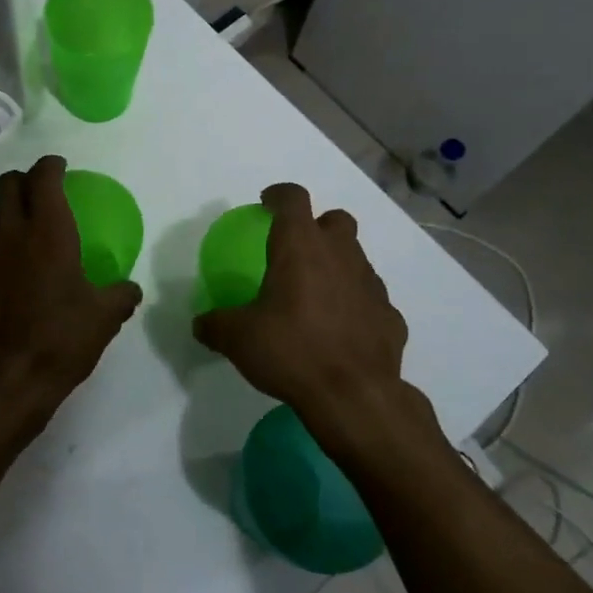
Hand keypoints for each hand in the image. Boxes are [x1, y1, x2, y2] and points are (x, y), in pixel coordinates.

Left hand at [0, 156, 142, 433]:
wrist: (4, 381)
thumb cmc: (60, 340)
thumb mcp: (104, 318)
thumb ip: (120, 295)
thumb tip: (129, 289)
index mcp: (47, 231)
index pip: (42, 177)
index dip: (51, 165)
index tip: (61, 166)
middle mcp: (11, 234)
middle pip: (7, 185)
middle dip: (24, 179)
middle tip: (43, 190)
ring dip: (10, 213)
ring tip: (30, 231)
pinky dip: (0, 248)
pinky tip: (15, 273)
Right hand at [192, 184, 433, 462]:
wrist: (355, 397)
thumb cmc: (291, 351)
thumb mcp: (238, 339)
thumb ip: (215, 324)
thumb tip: (200, 324)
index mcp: (301, 247)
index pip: (293, 198)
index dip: (279, 195)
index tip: (266, 203)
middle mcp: (340, 255)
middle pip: (336, 220)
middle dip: (318, 226)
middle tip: (296, 250)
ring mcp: (371, 285)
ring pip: (356, 258)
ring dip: (337, 266)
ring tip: (315, 295)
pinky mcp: (391, 317)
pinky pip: (371, 299)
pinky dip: (356, 305)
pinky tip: (341, 330)